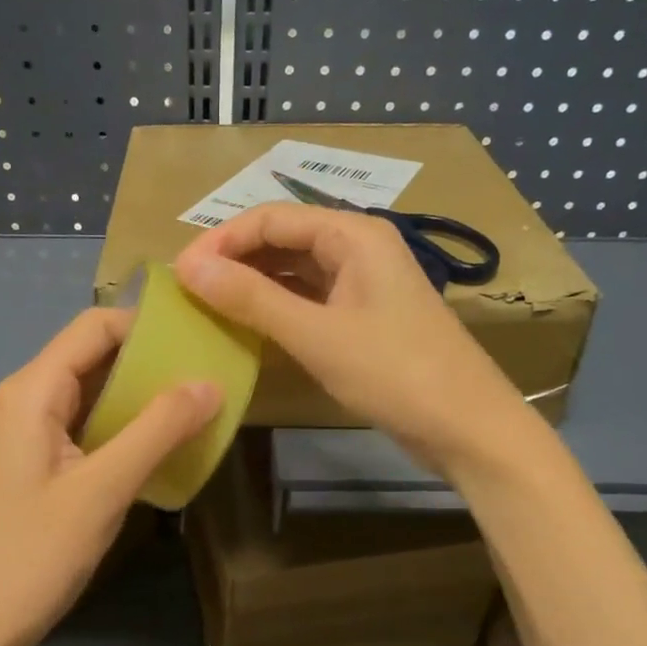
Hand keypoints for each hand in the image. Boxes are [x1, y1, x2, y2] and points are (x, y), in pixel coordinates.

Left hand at [0, 308, 221, 645]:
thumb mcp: (103, 489)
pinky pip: (86, 429)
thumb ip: (158, 430)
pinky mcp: (36, 468)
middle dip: (151, 360)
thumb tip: (212, 384)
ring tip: (199, 405)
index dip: (147, 323)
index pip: (95, 326)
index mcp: (33, 391)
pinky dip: (124, 429)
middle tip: (211, 371)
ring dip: (141, 397)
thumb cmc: (31, 555)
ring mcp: (29, 436)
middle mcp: (27, 401)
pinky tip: (162, 447)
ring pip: (93, 396)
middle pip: (94, 357)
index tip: (201, 333)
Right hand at [173, 203, 520, 474]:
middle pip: (283, 239)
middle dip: (235, 260)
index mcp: (353, 235)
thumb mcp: (316, 335)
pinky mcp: (363, 317)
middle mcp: (358, 248)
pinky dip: (277, 308)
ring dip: (253, 284)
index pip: (271, 218)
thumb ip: (252, 299)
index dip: (221, 240)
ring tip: (207, 306)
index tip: (179, 272)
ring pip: (295, 270)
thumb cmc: (395, 373)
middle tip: (187, 291)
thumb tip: (188, 267)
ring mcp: (363, 284)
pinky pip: (309, 299)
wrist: (467, 427)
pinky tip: (248, 327)